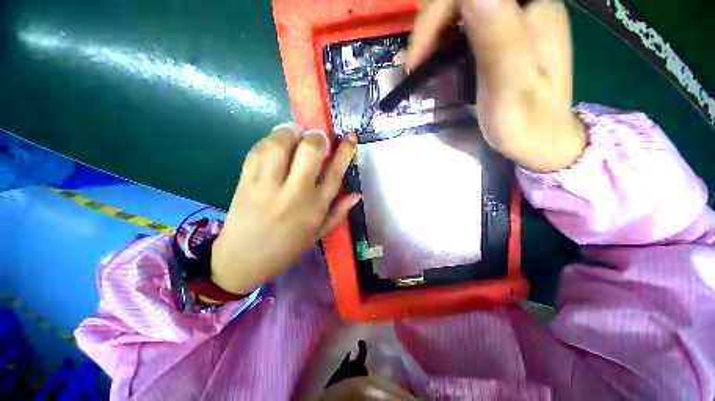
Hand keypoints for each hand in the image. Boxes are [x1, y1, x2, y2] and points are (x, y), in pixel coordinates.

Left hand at [210, 124, 360, 294]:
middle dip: (316, 137)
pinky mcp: (245, 181)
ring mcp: (267, 186)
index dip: (345, 151)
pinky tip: (275, 144)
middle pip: (309, 151)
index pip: (335, 172)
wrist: (243, 260)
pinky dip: (268, 141)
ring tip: (294, 135)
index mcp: (315, 208)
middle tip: (316, 137)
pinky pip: (257, 151)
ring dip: (290, 132)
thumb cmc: (287, 248)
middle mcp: (294, 193)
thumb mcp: (319, 233)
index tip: (350, 137)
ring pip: (279, 145)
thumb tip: (357, 194)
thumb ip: (339, 212)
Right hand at [408, 0, 585, 170]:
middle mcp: (524, 6)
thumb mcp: (512, 87)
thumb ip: (499, 39)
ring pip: (460, 6)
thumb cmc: (526, 123)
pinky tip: (435, 54)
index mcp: (535, 9)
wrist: (540, 139)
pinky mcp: (499, 35)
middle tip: (417, 59)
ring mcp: (510, 19)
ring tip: (421, 60)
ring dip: (434, 27)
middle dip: (432, 21)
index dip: (439, 12)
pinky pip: (463, 20)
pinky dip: (442, 34)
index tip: (419, 55)